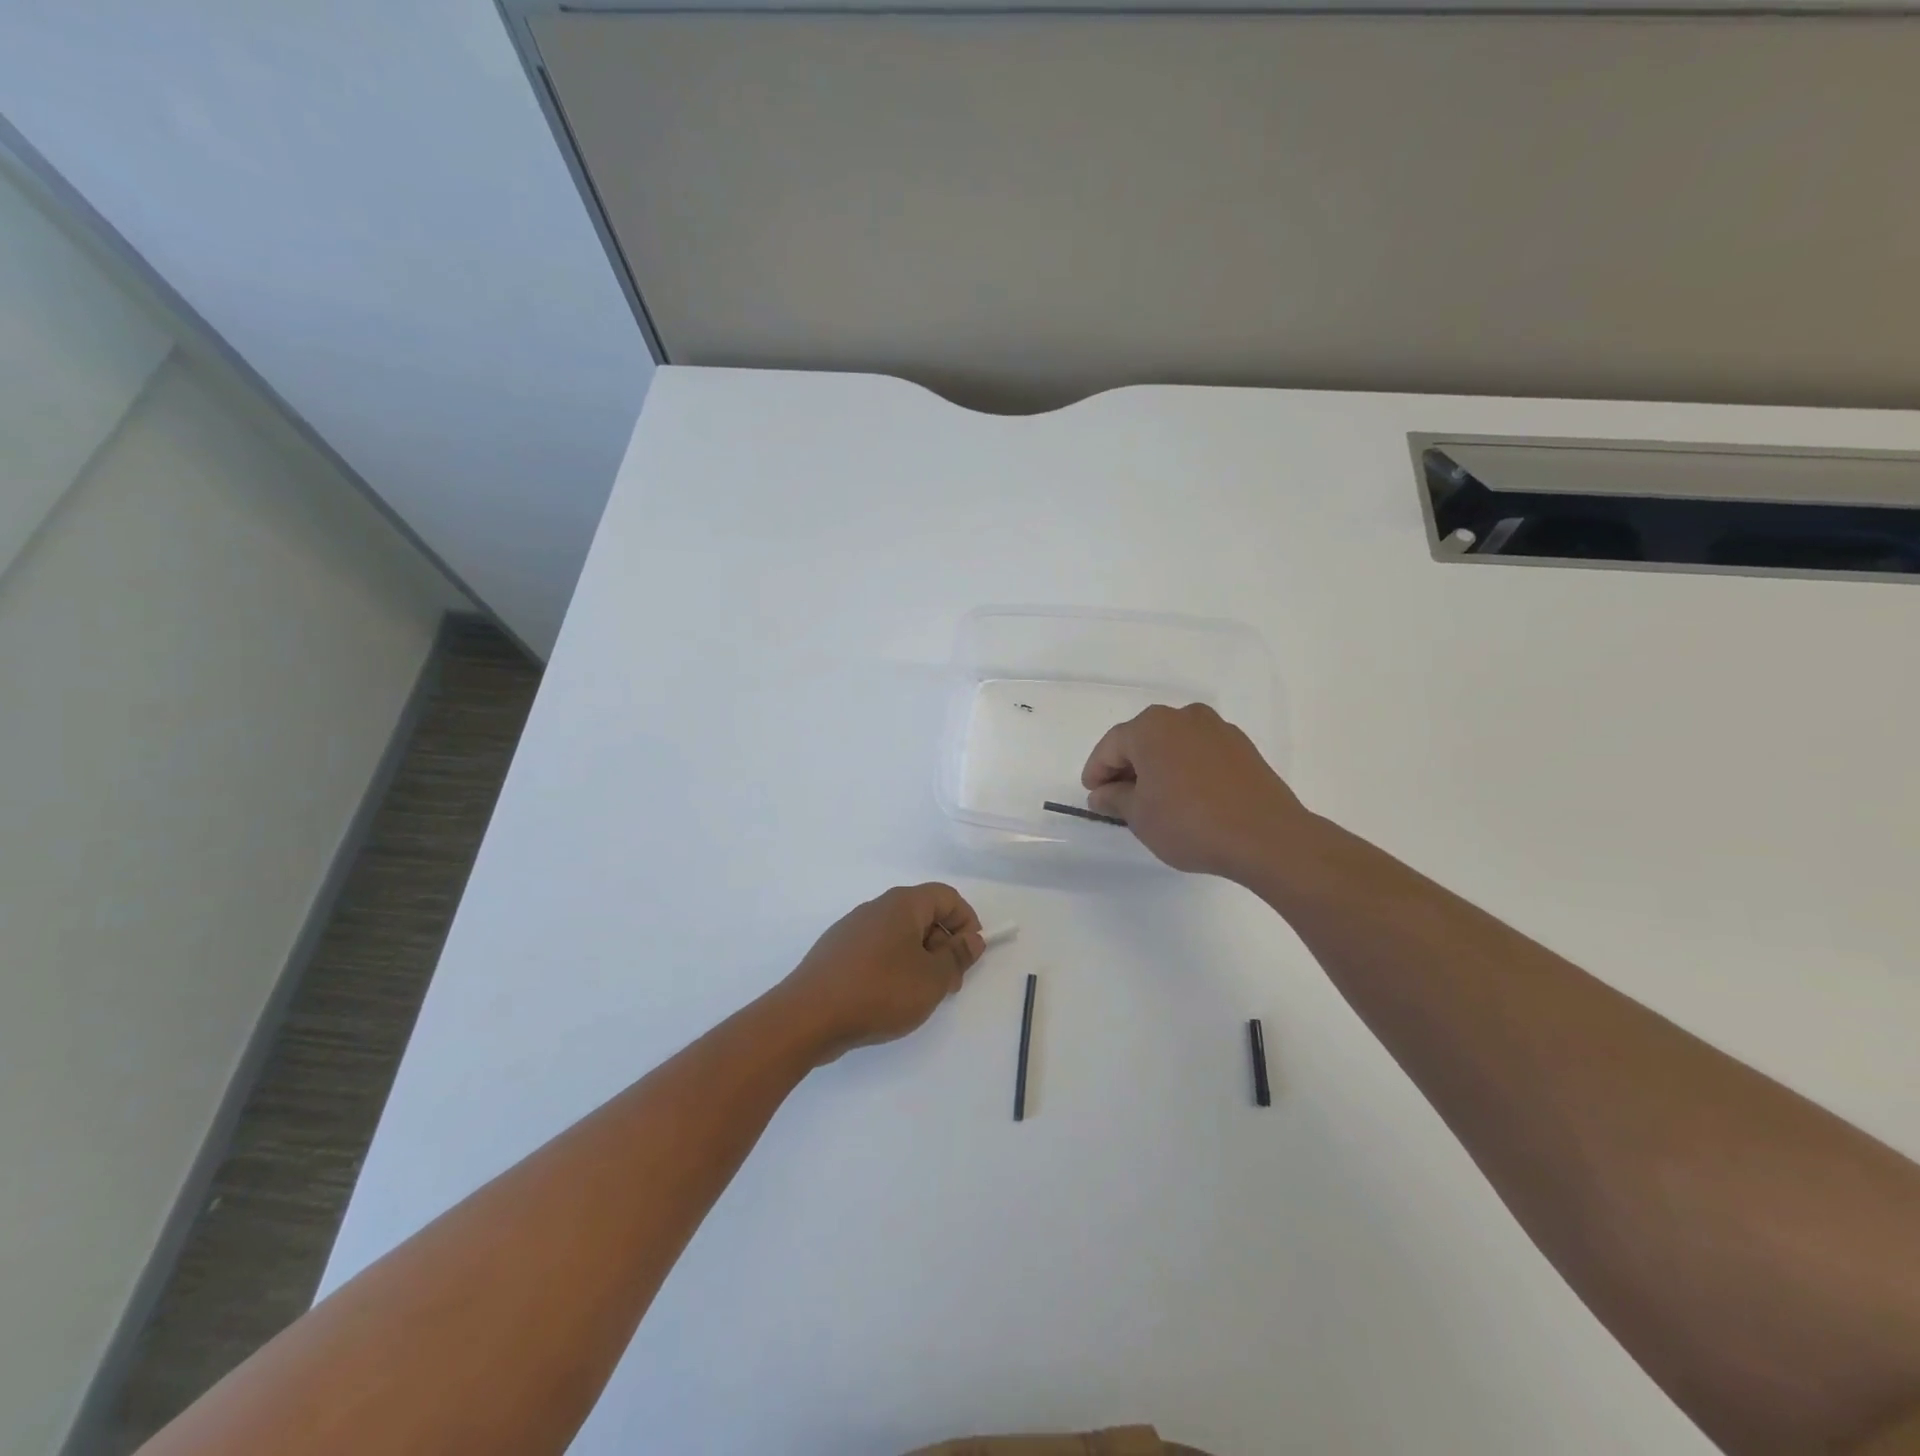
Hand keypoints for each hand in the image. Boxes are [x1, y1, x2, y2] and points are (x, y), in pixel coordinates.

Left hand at [774, 883, 983, 1064]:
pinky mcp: (837, 953)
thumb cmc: (879, 991)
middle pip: (923, 915)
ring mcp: (852, 929)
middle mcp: (876, 908)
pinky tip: (889, 1000)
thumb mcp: (932, 979)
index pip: (946, 896)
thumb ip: (957, 956)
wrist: (807, 1017)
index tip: (970, 956)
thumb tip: (972, 938)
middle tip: (950, 984)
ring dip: (920, 960)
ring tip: (921, 997)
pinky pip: (877, 950)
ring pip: (899, 935)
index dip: (966, 921)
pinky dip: (894, 967)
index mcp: (902, 904)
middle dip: (944, 945)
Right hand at [1080, 703, 1310, 879]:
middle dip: (1127, 767)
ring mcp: (1217, 729)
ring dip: (1158, 767)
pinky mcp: (1242, 747)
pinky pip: (1199, 753)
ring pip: (1173, 744)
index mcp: (1151, 727)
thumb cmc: (1189, 823)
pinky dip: (1186, 769)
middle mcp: (1184, 717)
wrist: (1266, 837)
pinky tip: (1187, 798)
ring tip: (1154, 800)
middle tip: (1119, 799)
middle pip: (1143, 740)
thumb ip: (1115, 799)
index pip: (1112, 746)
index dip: (1097, 771)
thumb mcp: (1140, 816)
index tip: (1093, 796)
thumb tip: (1102, 793)